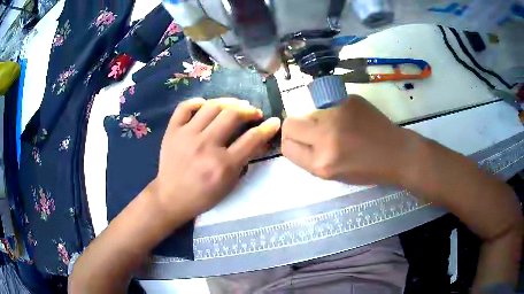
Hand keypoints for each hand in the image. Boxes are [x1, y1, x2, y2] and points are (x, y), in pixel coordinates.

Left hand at [155, 97, 280, 219]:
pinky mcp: (172, 131)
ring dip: (229, 102)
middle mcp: (205, 146)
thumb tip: (258, 140)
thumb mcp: (229, 184)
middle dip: (249, 110)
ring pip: (212, 106)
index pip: (252, 139)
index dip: (268, 128)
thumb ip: (244, 161)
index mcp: (223, 165)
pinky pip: (185, 107)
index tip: (274, 121)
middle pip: (233, 114)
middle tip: (253, 112)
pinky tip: (206, 105)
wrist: (171, 198)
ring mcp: (186, 135)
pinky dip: (197, 102)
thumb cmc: (203, 196)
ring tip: (235, 105)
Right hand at [282, 95, 415, 185]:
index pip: (287, 147)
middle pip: (289, 124)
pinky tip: (348, 120)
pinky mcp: (347, 99)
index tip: (301, 145)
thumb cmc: (367, 170)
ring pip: (308, 112)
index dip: (291, 146)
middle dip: (295, 130)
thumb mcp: (333, 175)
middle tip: (312, 134)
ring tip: (337, 128)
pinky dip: (331, 112)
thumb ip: (309, 158)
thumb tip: (294, 141)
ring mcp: (337, 112)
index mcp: (321, 162)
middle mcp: (325, 136)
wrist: (396, 152)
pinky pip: (327, 104)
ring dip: (316, 121)